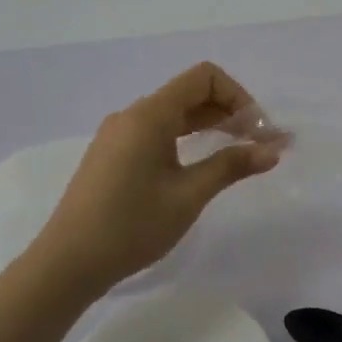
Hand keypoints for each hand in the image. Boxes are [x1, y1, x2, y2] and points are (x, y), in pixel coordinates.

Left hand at [31, 62, 282, 291]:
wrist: (68, 263)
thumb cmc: (131, 226)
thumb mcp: (188, 196)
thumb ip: (231, 166)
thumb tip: (273, 150)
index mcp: (150, 115)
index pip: (204, 78)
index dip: (238, 97)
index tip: (257, 132)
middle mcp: (132, 115)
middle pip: (190, 93)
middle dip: (229, 111)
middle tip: (258, 144)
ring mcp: (119, 134)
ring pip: (174, 113)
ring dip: (209, 125)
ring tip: (237, 152)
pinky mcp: (112, 153)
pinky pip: (157, 130)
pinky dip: (186, 137)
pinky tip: (200, 164)